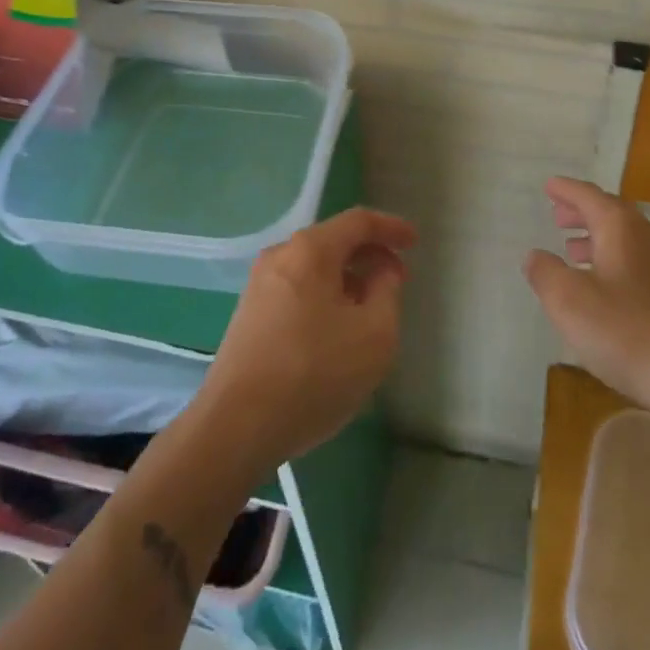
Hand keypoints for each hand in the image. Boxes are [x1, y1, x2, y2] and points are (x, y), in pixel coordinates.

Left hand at [195, 207, 416, 476]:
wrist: (235, 428)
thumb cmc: (313, 374)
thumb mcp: (374, 336)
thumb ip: (387, 292)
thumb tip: (382, 271)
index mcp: (311, 250)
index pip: (358, 222)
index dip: (391, 228)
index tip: (414, 242)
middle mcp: (280, 255)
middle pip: (333, 241)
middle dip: (369, 255)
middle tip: (396, 278)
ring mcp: (259, 285)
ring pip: (314, 267)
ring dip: (346, 278)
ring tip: (369, 308)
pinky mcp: (248, 314)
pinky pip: (296, 288)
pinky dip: (323, 295)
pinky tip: (334, 329)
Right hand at [525, 176, 649, 415]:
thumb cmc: (625, 331)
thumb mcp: (568, 300)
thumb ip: (545, 272)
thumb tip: (536, 256)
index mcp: (621, 227)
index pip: (588, 195)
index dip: (566, 190)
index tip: (549, 186)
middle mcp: (647, 236)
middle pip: (610, 213)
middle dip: (582, 212)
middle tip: (558, 216)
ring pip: (626, 239)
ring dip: (597, 238)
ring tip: (573, 250)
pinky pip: (638, 261)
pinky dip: (614, 260)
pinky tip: (603, 286)